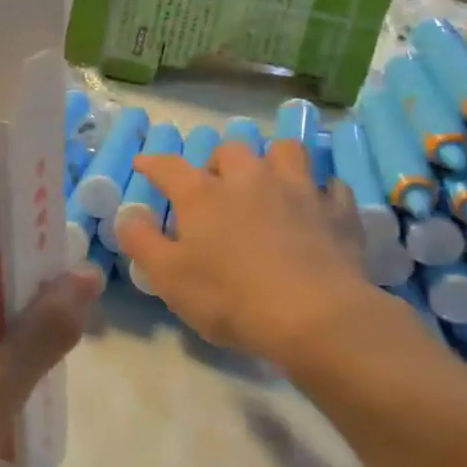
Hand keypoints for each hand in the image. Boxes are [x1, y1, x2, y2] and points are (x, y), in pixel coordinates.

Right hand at [115, 137, 391, 374]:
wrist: (316, 316)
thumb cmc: (231, 298)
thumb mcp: (169, 278)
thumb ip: (142, 242)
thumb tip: (129, 215)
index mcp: (203, 195)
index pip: (168, 166)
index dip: (152, 163)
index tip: (143, 165)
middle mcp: (249, 179)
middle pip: (231, 150)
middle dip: (219, 163)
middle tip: (216, 188)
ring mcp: (298, 190)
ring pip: (285, 152)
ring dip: (272, 161)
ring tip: (268, 183)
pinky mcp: (338, 211)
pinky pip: (331, 186)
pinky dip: (320, 192)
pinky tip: (316, 207)